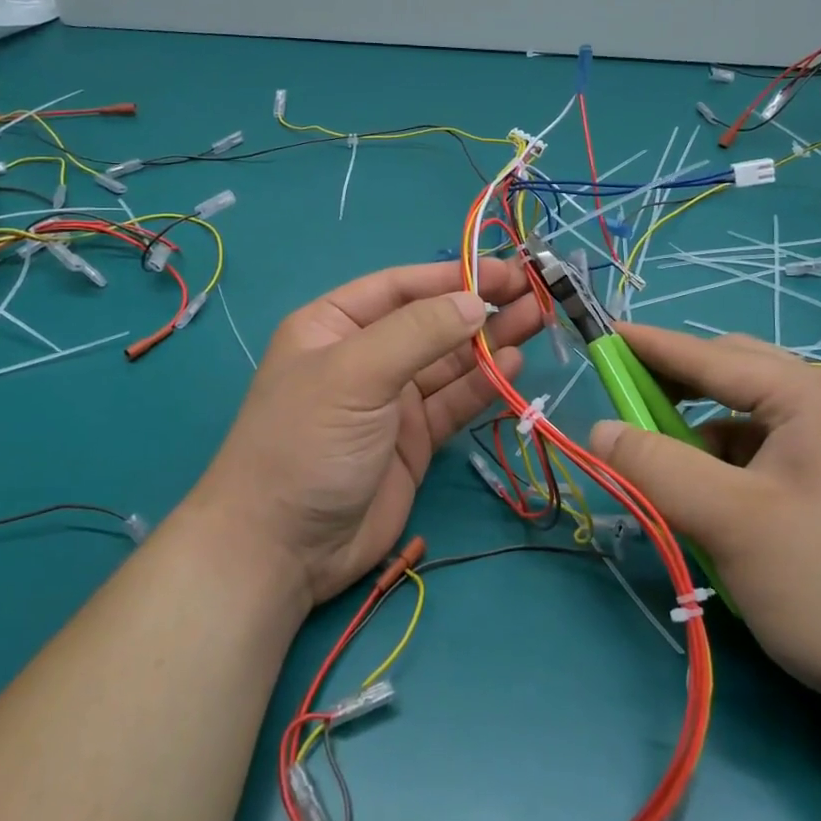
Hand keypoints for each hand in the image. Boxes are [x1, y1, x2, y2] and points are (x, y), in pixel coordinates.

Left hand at [192, 261, 542, 605]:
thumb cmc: (308, 441)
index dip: (453, 275)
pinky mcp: (414, 440)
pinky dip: (483, 385)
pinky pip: (454, 403)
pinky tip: (513, 366)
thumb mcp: (355, 374)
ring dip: (491, 342)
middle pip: (432, 322)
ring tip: (537, 320)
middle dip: (479, 306)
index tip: (504, 272)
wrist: (282, 548)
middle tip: (534, 292)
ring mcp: (391, 400)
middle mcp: (365, 356)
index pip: (401, 286)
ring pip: (449, 361)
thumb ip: (418, 333)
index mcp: (334, 325)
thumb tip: (475, 301)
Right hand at [587, 324, 820, 728]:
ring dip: (704, 439)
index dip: (650, 346)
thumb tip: (600, 430)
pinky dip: (734, 468)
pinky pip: (773, 455)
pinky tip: (723, 508)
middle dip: (677, 392)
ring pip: (751, 422)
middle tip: (630, 412)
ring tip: (674, 478)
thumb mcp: (732, 524)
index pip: (712, 356)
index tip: (601, 335)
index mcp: (814, 396)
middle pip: (735, 379)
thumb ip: (657, 468)